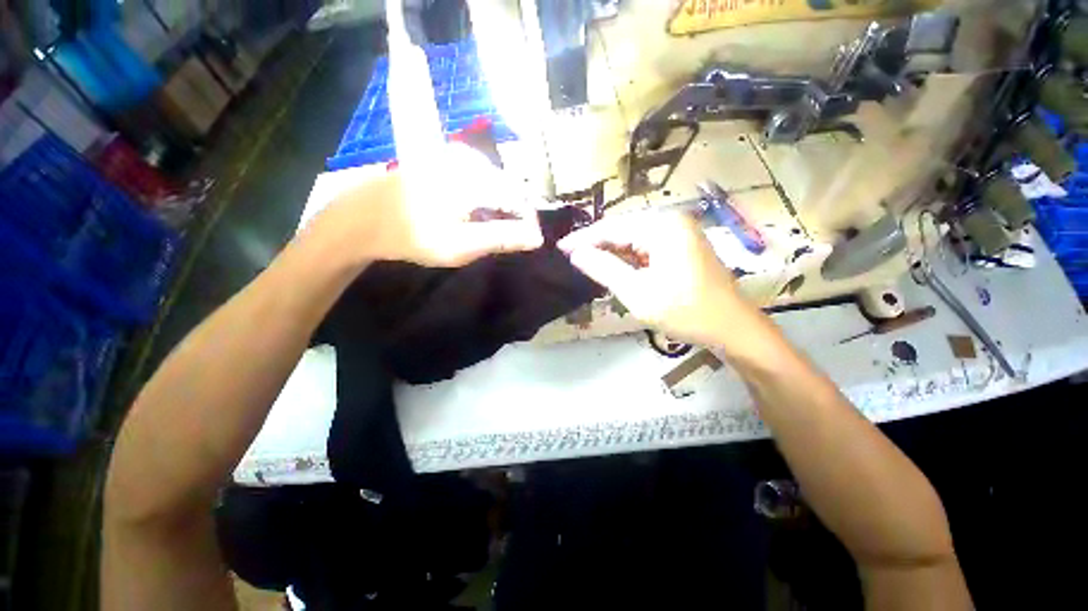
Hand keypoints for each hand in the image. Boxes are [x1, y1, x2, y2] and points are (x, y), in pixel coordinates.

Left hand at [311, 143, 543, 266]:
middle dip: (515, 212)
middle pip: (509, 186)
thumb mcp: (460, 246)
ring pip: (496, 179)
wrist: (366, 217)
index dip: (528, 222)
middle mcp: (468, 158)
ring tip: (493, 225)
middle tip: (509, 237)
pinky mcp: (445, 155)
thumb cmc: (414, 236)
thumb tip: (536, 238)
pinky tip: (477, 210)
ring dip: (500, 203)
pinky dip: (486, 194)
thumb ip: (501, 239)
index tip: (529, 242)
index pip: (519, 198)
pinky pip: (480, 174)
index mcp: (472, 179)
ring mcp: (455, 153)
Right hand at [558, 211, 747, 344]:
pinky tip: (614, 266)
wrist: (731, 328)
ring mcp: (679, 232)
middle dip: (597, 244)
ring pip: (634, 238)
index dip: (584, 239)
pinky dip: (629, 257)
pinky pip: (646, 246)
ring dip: (612, 251)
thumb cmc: (685, 311)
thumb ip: (604, 268)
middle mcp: (671, 221)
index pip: (612, 228)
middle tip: (571, 256)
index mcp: (662, 226)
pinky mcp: (682, 246)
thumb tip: (576, 253)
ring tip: (587, 262)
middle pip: (623, 229)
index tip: (560, 248)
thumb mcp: (637, 292)